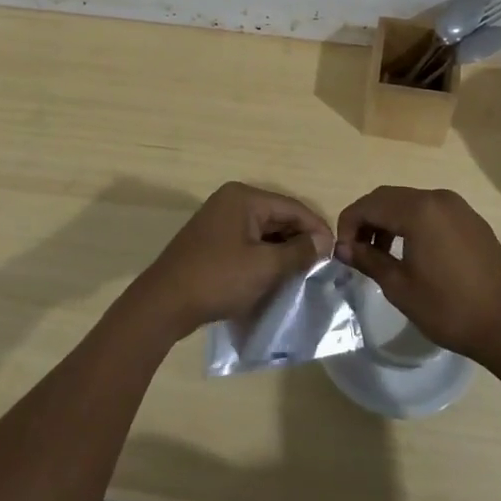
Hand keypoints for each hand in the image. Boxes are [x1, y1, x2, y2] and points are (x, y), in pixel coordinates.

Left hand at [133, 183, 332, 337]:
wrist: (164, 303)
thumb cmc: (218, 279)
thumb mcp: (264, 267)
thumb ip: (298, 252)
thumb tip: (323, 241)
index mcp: (244, 198)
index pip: (292, 207)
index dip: (316, 229)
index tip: (336, 253)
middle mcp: (231, 201)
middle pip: (277, 216)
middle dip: (300, 240)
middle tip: (321, 267)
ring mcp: (219, 220)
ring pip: (263, 231)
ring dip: (282, 250)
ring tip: (303, 273)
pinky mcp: (212, 241)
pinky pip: (247, 242)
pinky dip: (264, 256)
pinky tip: (276, 275)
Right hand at [334, 186, 500, 365]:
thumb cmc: (449, 309)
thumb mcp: (400, 287)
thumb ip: (368, 260)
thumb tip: (343, 248)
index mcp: (419, 210)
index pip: (369, 204)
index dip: (348, 224)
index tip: (342, 251)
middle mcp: (438, 198)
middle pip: (389, 198)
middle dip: (367, 220)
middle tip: (356, 251)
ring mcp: (459, 207)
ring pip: (410, 203)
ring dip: (389, 221)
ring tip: (381, 254)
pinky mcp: (472, 221)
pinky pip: (432, 212)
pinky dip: (413, 224)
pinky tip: (412, 253)